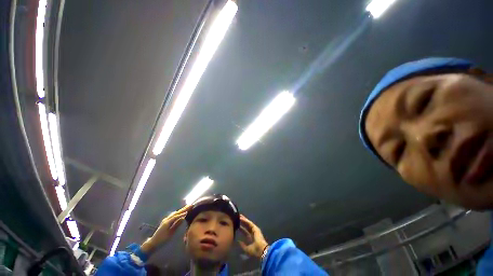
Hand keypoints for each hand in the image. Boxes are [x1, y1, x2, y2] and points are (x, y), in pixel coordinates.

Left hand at [141, 205, 191, 252]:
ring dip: (181, 210)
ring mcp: (165, 220)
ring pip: (174, 213)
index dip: (183, 213)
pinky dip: (178, 213)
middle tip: (190, 205)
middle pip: (176, 213)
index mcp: (167, 222)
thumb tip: (183, 218)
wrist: (153, 243)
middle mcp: (166, 219)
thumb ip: (176, 225)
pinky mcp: (165, 221)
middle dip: (183, 209)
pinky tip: (180, 212)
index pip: (176, 216)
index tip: (189, 210)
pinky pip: (173, 215)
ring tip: (187, 207)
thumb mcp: (170, 233)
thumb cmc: (162, 239)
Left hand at [238, 215, 268, 258]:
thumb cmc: (255, 251)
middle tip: (238, 218)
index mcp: (251, 238)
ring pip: (248, 223)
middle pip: (247, 226)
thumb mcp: (247, 249)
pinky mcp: (255, 228)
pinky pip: (249, 223)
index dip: (242, 229)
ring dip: (244, 220)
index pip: (245, 232)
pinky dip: (245, 220)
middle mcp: (253, 233)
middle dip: (242, 223)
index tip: (237, 226)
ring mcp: (255, 230)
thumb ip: (242, 245)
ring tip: (239, 216)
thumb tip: (238, 241)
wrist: (261, 250)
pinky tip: (241, 218)